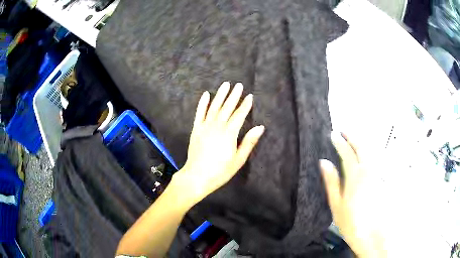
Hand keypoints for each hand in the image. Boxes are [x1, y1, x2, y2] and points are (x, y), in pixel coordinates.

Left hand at [174, 82, 264, 205]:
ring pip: (214, 107)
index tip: (250, 96)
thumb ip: (249, 142)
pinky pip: (199, 113)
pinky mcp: (196, 129)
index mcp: (229, 134)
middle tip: (238, 85)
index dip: (245, 105)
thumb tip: (260, 127)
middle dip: (234, 96)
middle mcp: (217, 126)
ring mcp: (205, 126)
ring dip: (220, 95)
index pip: (239, 115)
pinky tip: (206, 94)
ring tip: (225, 84)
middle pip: (227, 108)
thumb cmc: (220, 171)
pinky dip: (202, 103)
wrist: (197, 176)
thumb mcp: (238, 160)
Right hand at [320, 132, 386, 257]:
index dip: (339, 142)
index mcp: (355, 176)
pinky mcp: (381, 180)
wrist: (372, 234)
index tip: (333, 134)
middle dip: (352, 136)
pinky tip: (364, 154)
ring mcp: (377, 174)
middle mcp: (368, 171)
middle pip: (361, 147)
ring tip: (353, 138)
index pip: (347, 153)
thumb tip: (324, 162)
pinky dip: (368, 152)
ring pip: (370, 152)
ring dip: (360, 142)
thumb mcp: (336, 205)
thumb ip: (332, 182)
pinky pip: (374, 160)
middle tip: (343, 130)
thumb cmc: (350, 222)